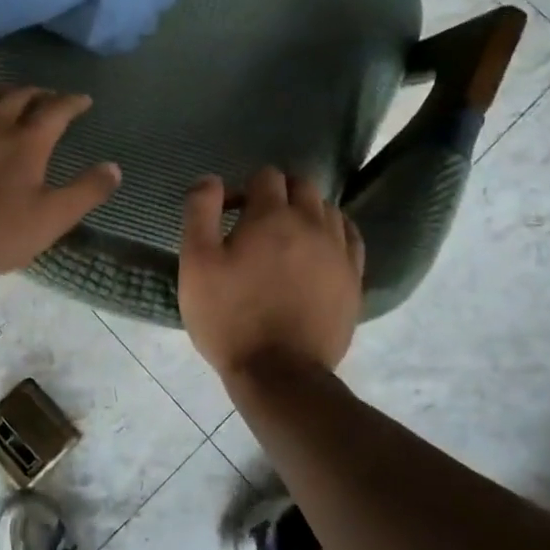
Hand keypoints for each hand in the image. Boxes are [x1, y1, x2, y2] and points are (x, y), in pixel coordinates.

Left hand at [0, 87, 120, 278]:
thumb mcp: (51, 219)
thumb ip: (86, 192)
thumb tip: (115, 168)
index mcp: (27, 141)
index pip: (56, 109)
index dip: (72, 102)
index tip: (83, 100)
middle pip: (19, 95)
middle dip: (38, 94)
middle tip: (47, 98)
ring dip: (3, 94)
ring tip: (9, 99)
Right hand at [178, 168, 364, 380]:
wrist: (280, 374)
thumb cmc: (229, 317)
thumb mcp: (196, 263)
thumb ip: (200, 212)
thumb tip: (211, 179)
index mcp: (272, 216)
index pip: (266, 176)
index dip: (243, 189)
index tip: (228, 216)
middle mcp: (312, 224)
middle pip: (302, 185)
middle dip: (277, 194)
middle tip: (255, 224)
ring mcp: (339, 251)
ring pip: (327, 209)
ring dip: (305, 212)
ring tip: (285, 239)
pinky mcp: (353, 279)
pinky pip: (350, 237)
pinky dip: (333, 232)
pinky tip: (318, 249)